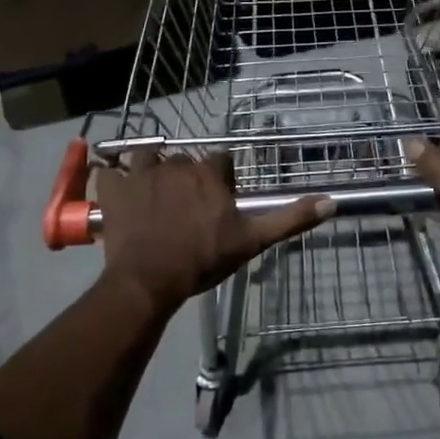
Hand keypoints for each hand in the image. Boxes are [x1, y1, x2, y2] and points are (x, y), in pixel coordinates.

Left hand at [97, 150, 331, 316]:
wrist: (149, 280)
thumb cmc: (203, 259)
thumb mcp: (252, 240)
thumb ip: (289, 219)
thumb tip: (331, 202)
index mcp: (209, 174)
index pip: (220, 162)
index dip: (220, 179)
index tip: (218, 199)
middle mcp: (176, 165)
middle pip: (184, 161)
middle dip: (186, 177)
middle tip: (186, 207)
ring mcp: (141, 174)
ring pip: (147, 158)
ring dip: (150, 170)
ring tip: (152, 194)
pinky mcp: (114, 189)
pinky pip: (108, 172)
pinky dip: (111, 179)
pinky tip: (115, 190)